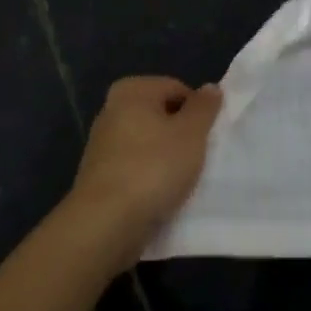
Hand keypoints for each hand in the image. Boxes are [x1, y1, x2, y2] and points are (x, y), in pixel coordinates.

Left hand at [70, 76, 220, 256]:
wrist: (105, 223)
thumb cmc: (153, 167)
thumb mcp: (191, 133)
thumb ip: (204, 107)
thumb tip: (210, 88)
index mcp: (132, 90)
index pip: (178, 89)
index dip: (198, 112)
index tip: (207, 138)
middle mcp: (112, 109)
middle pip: (161, 116)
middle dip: (182, 135)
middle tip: (197, 158)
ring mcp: (102, 144)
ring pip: (149, 144)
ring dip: (167, 159)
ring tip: (181, 180)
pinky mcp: (100, 175)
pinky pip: (136, 168)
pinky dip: (150, 177)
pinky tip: (160, 195)